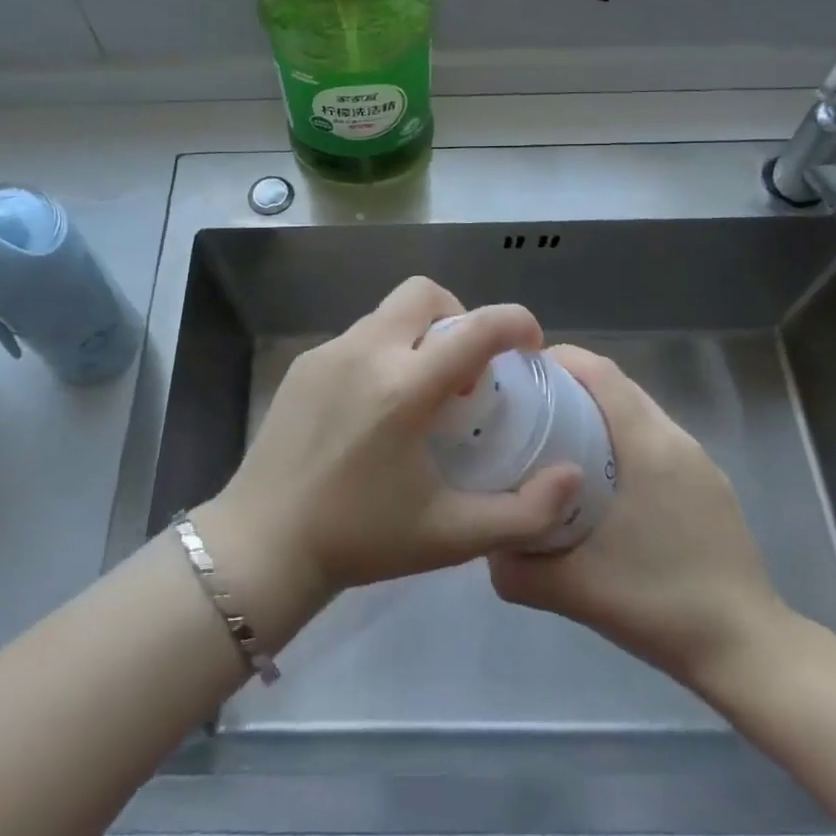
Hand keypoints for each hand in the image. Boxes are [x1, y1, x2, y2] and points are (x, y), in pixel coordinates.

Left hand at [204, 278, 582, 611]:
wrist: (263, 543)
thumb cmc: (362, 540)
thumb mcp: (453, 536)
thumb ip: (525, 511)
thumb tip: (572, 475)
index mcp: (406, 387)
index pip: (477, 327)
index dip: (516, 322)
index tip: (529, 345)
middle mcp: (368, 352)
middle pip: (426, 293)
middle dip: (459, 316)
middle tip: (464, 372)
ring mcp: (330, 352)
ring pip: (390, 313)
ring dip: (420, 335)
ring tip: (420, 394)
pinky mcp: (304, 363)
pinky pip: (358, 337)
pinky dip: (383, 352)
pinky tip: (375, 407)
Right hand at [487, 345, 792, 702]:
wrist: (747, 650)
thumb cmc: (659, 604)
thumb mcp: (573, 589)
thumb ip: (516, 569)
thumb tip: (487, 545)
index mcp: (646, 445)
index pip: (599, 371)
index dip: (558, 359)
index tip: (518, 375)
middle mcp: (675, 439)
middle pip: (616, 385)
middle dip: (569, 385)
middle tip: (526, 411)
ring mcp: (698, 461)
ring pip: (637, 412)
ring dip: (597, 413)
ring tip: (558, 444)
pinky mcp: (709, 485)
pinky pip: (656, 440)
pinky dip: (622, 440)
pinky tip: (603, 483)